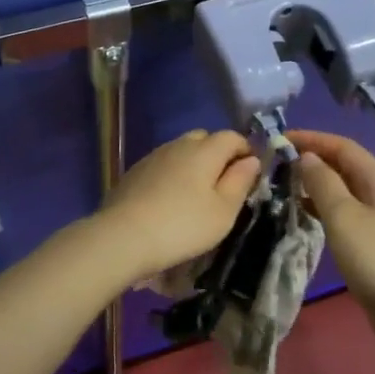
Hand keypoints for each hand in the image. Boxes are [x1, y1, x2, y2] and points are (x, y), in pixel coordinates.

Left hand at [92, 129, 261, 280]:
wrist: (123, 237)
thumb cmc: (183, 225)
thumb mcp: (223, 211)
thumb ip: (240, 182)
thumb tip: (251, 160)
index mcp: (204, 150)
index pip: (231, 137)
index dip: (245, 150)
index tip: (250, 173)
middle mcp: (178, 145)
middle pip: (204, 139)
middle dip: (218, 154)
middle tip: (223, 184)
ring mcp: (152, 157)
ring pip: (180, 151)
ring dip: (193, 164)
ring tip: (196, 194)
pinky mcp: (134, 173)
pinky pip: (162, 165)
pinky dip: (172, 175)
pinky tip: (169, 199)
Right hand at [288, 130, 374, 327]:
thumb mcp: (343, 217)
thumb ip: (323, 183)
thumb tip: (307, 157)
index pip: (344, 147)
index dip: (313, 139)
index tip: (281, 139)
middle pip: (346, 165)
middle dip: (314, 159)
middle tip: (280, 161)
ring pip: (345, 189)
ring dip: (318, 183)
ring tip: (287, 184)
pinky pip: (347, 210)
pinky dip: (324, 205)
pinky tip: (305, 213)